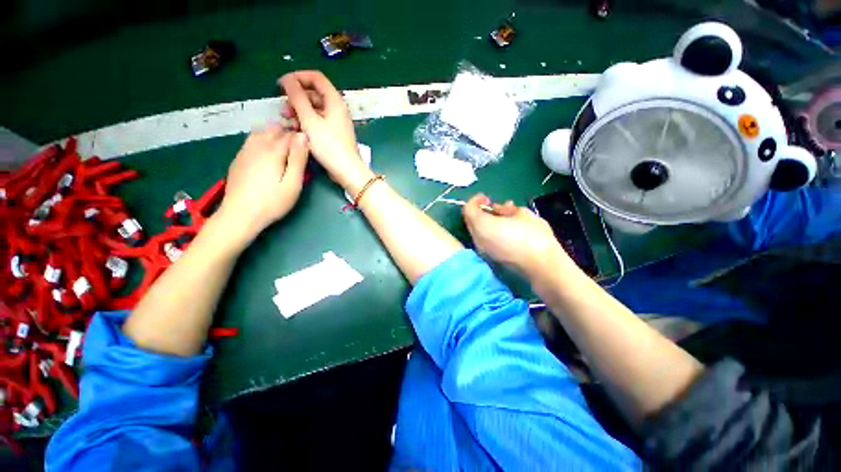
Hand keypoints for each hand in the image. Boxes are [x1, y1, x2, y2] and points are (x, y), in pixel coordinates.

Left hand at [217, 126, 308, 243]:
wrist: (240, 214)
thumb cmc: (272, 202)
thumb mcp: (293, 183)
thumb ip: (298, 159)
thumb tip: (303, 136)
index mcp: (273, 151)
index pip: (290, 135)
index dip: (301, 138)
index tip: (309, 147)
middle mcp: (257, 146)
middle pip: (274, 130)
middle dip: (288, 134)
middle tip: (298, 149)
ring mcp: (245, 152)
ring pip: (260, 132)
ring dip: (274, 136)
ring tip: (284, 149)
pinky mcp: (238, 159)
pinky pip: (251, 141)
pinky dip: (262, 141)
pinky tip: (267, 154)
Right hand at [278, 71, 371, 195]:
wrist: (346, 170)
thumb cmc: (329, 145)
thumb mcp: (309, 120)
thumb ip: (297, 98)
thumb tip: (287, 79)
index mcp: (334, 101)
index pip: (316, 78)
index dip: (297, 77)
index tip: (282, 85)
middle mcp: (337, 108)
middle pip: (313, 94)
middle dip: (296, 99)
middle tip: (283, 110)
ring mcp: (336, 121)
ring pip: (314, 109)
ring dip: (299, 112)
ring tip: (287, 122)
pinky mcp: (334, 133)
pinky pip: (318, 121)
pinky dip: (306, 122)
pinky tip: (296, 130)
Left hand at [462, 194, 572, 276]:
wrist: (542, 265)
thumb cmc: (533, 236)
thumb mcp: (522, 213)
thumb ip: (505, 208)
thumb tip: (498, 209)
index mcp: (482, 226)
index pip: (468, 209)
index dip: (475, 200)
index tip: (487, 198)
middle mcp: (477, 239)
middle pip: (470, 221)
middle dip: (480, 211)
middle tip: (494, 207)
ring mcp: (482, 250)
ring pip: (477, 231)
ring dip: (485, 222)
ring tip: (504, 219)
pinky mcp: (489, 257)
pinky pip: (483, 240)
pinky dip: (489, 232)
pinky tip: (505, 231)